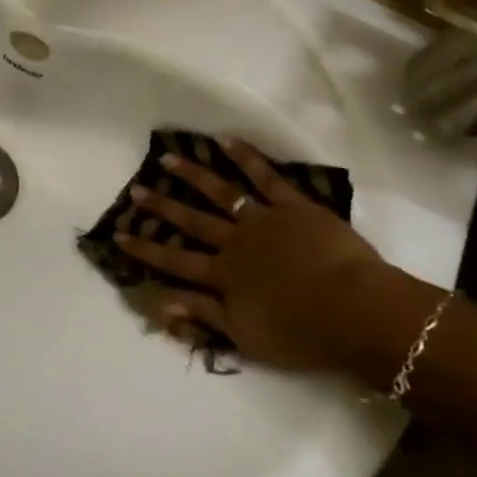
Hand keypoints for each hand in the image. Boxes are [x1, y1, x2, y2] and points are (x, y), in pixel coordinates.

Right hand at [112, 137, 387, 370]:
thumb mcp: (244, 336)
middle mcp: (235, 242)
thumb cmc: (302, 333)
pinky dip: (246, 157)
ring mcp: (263, 220)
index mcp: (223, 276)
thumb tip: (156, 301)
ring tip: (168, 158)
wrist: (358, 312)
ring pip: (221, 193)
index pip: (174, 261)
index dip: (145, 249)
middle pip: (191, 222)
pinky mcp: (294, 206)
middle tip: (136, 189)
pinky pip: (266, 177)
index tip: (118, 234)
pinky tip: (226, 140)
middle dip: (162, 207)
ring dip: (192, 176)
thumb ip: (200, 314)